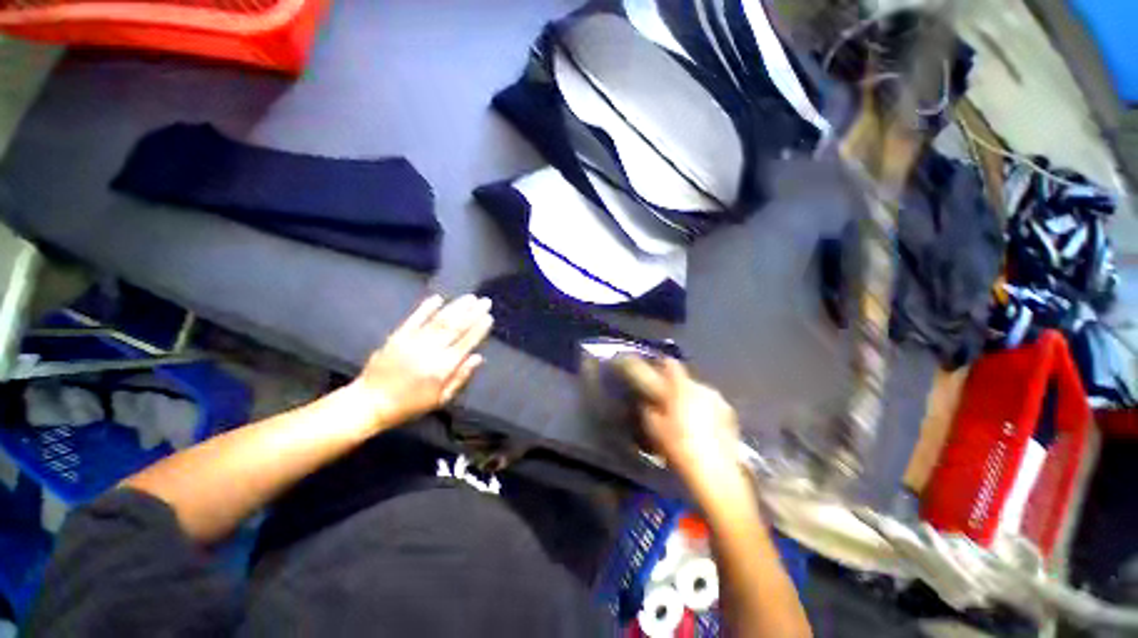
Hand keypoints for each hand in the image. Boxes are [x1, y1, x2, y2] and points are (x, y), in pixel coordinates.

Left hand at [352, 294, 492, 428]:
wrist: (370, 403)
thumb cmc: (410, 405)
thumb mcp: (441, 399)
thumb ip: (460, 377)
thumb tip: (478, 357)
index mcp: (443, 367)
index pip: (466, 342)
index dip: (479, 328)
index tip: (489, 317)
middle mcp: (431, 351)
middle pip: (456, 327)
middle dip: (473, 313)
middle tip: (485, 301)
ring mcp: (413, 341)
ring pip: (440, 320)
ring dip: (456, 307)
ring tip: (469, 297)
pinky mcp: (398, 336)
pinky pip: (415, 318)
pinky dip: (426, 307)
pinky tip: (438, 298)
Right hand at [616, 358, 743, 496]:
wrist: (717, 474)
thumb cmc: (679, 447)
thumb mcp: (654, 428)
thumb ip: (649, 408)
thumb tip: (648, 401)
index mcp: (682, 387)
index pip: (670, 364)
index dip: (660, 366)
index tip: (654, 372)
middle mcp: (703, 388)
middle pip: (685, 379)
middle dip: (675, 386)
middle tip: (667, 401)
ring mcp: (719, 401)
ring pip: (699, 392)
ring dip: (690, 399)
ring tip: (685, 417)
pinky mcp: (731, 415)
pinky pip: (712, 405)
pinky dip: (704, 410)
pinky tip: (701, 428)